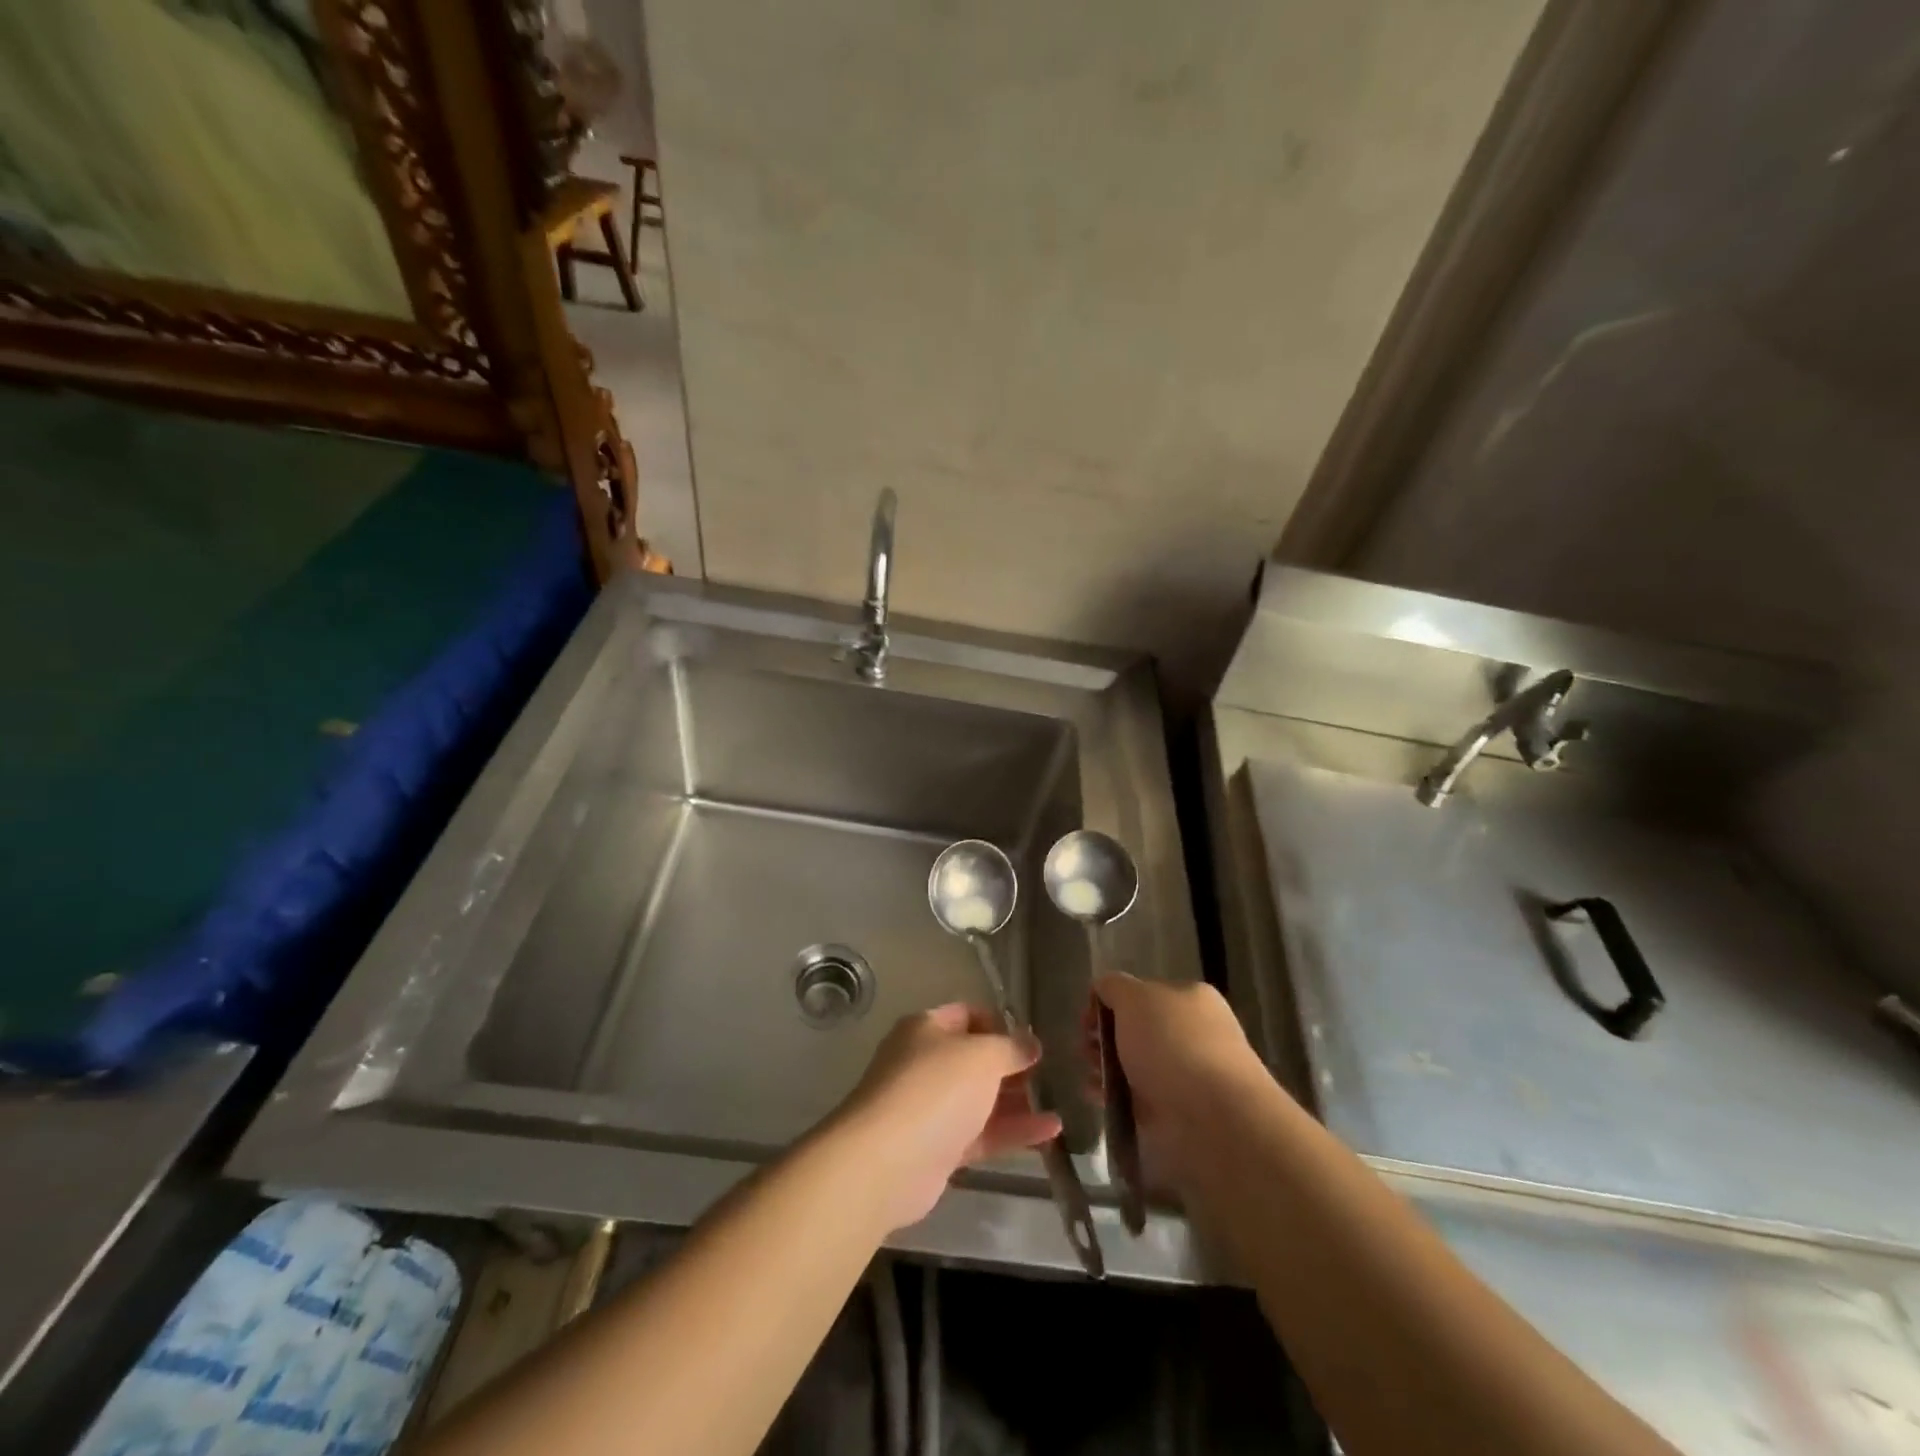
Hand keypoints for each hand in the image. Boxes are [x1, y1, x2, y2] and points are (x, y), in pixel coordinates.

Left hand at [835, 1004, 1062, 1230]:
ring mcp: (930, 1108)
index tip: (1032, 1038)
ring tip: (1060, 1102)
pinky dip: (1013, 1132)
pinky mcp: (939, 1149)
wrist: (887, 1161)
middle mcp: (925, 1063)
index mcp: (926, 1029)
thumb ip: (1011, 1047)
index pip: (966, 1014)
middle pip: (974, 1059)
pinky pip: (982, 1134)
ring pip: (980, 1100)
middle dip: (1012, 1066)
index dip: (999, 1023)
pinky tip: (1051, 1132)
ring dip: (1018, 1101)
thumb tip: (1030, 1043)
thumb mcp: (982, 1055)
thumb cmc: (935, 1089)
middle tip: (1052, 1072)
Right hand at [1092, 973, 1269, 1191]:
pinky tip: (1098, 1098)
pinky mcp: (1177, 1113)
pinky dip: (1115, 1096)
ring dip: (1105, 1067)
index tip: (1087, 1019)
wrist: (1214, 1121)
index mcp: (1189, 998)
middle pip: (1135, 1029)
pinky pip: (1137, 1098)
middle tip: (1084, 1048)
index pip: (1141, 993)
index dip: (1109, 1002)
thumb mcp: (1135, 998)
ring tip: (1089, 1076)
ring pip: (1134, 1064)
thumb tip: (1103, 989)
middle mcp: (1191, 1033)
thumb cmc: (1173, 1046)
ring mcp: (1186, 1075)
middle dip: (1104, 1037)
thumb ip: (1114, 987)